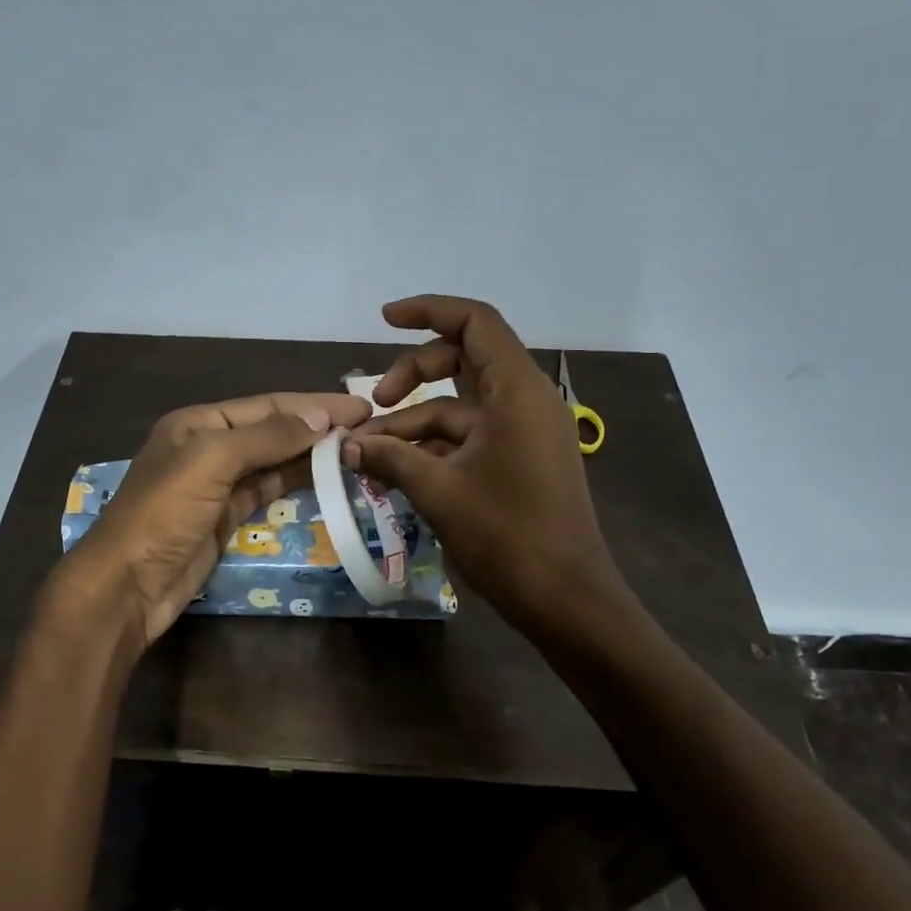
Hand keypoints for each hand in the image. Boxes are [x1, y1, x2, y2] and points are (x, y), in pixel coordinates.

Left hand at [56, 391, 371, 649]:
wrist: (128, 584)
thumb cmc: (164, 512)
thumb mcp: (211, 461)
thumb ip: (266, 437)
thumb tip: (320, 418)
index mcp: (198, 423)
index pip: (266, 405)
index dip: (313, 404)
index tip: (359, 407)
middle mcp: (208, 447)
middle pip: (272, 430)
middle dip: (316, 427)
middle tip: (367, 428)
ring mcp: (217, 484)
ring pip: (272, 461)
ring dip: (310, 454)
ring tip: (355, 450)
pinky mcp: (225, 517)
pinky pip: (267, 490)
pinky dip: (294, 482)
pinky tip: (324, 478)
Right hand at [346, 295, 624, 636]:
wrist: (566, 600)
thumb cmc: (507, 535)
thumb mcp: (438, 490)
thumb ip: (389, 458)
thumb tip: (345, 446)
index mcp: (517, 391)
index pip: (475, 323)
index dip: (429, 311)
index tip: (384, 319)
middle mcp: (525, 401)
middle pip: (462, 360)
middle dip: (412, 374)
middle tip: (374, 405)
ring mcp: (524, 433)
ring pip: (460, 407)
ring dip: (413, 422)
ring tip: (367, 454)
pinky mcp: (519, 462)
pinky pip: (469, 438)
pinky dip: (432, 447)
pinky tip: (395, 471)